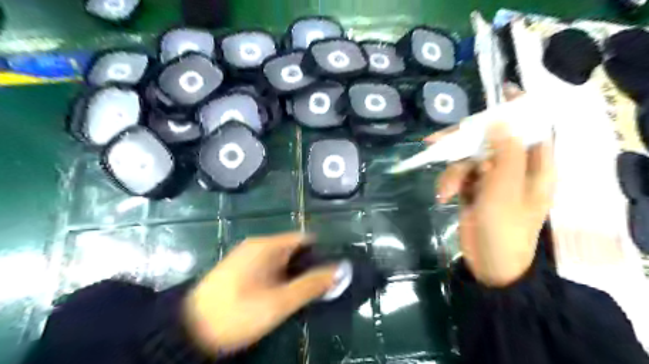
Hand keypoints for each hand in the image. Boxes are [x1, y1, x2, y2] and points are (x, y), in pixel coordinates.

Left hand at [181, 234, 336, 354]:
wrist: (189, 329)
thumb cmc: (238, 311)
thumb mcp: (279, 301)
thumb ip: (312, 284)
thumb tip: (340, 270)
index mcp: (267, 245)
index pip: (304, 239)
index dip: (322, 253)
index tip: (332, 271)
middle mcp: (258, 245)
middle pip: (294, 249)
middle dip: (309, 266)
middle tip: (321, 288)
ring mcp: (247, 257)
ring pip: (282, 260)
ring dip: (295, 274)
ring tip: (305, 294)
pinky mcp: (241, 269)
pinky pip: (270, 268)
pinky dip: (281, 278)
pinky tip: (282, 295)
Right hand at [427, 87, 556, 287]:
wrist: (490, 265)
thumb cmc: (506, 230)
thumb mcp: (507, 190)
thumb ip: (506, 154)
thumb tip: (498, 121)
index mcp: (535, 167)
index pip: (533, 128)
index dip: (520, 109)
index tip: (502, 91)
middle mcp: (514, 169)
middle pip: (490, 142)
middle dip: (463, 143)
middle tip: (436, 140)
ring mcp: (491, 180)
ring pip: (468, 159)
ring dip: (452, 173)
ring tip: (444, 191)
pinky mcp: (473, 190)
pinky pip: (458, 175)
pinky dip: (448, 183)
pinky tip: (443, 196)